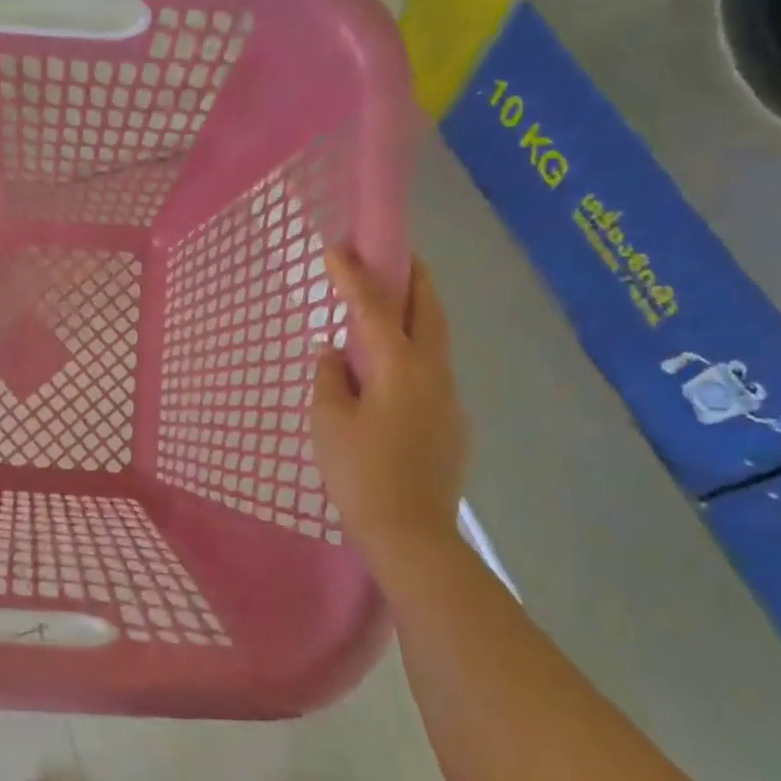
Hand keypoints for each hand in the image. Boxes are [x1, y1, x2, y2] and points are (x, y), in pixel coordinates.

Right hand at [311, 248, 468, 558]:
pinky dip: (414, 352)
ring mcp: (449, 398)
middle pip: (428, 310)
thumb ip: (330, 378)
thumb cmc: (360, 473)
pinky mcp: (452, 422)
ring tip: (390, 306)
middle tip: (394, 255)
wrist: (411, 533)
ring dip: (416, 313)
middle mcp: (433, 372)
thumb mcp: (328, 422)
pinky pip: (432, 371)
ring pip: (436, 340)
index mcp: (399, 367)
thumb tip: (335, 353)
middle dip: (412, 277)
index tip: (338, 246)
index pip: (374, 307)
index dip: (353, 274)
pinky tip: (391, 373)